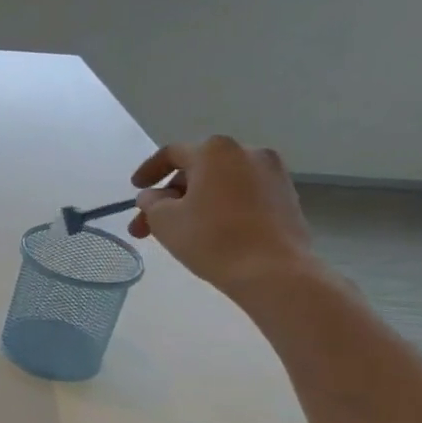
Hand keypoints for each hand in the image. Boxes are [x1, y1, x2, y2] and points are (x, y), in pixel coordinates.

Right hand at [128, 137, 321, 298]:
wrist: (273, 271)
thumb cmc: (211, 239)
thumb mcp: (164, 220)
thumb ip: (151, 202)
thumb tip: (154, 196)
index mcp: (215, 151)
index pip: (172, 153)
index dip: (148, 171)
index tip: (135, 189)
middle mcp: (248, 152)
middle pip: (197, 169)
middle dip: (169, 196)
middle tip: (149, 225)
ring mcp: (272, 174)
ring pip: (220, 184)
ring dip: (194, 202)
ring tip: (178, 231)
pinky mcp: (286, 197)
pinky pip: (242, 195)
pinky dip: (220, 207)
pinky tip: (210, 231)